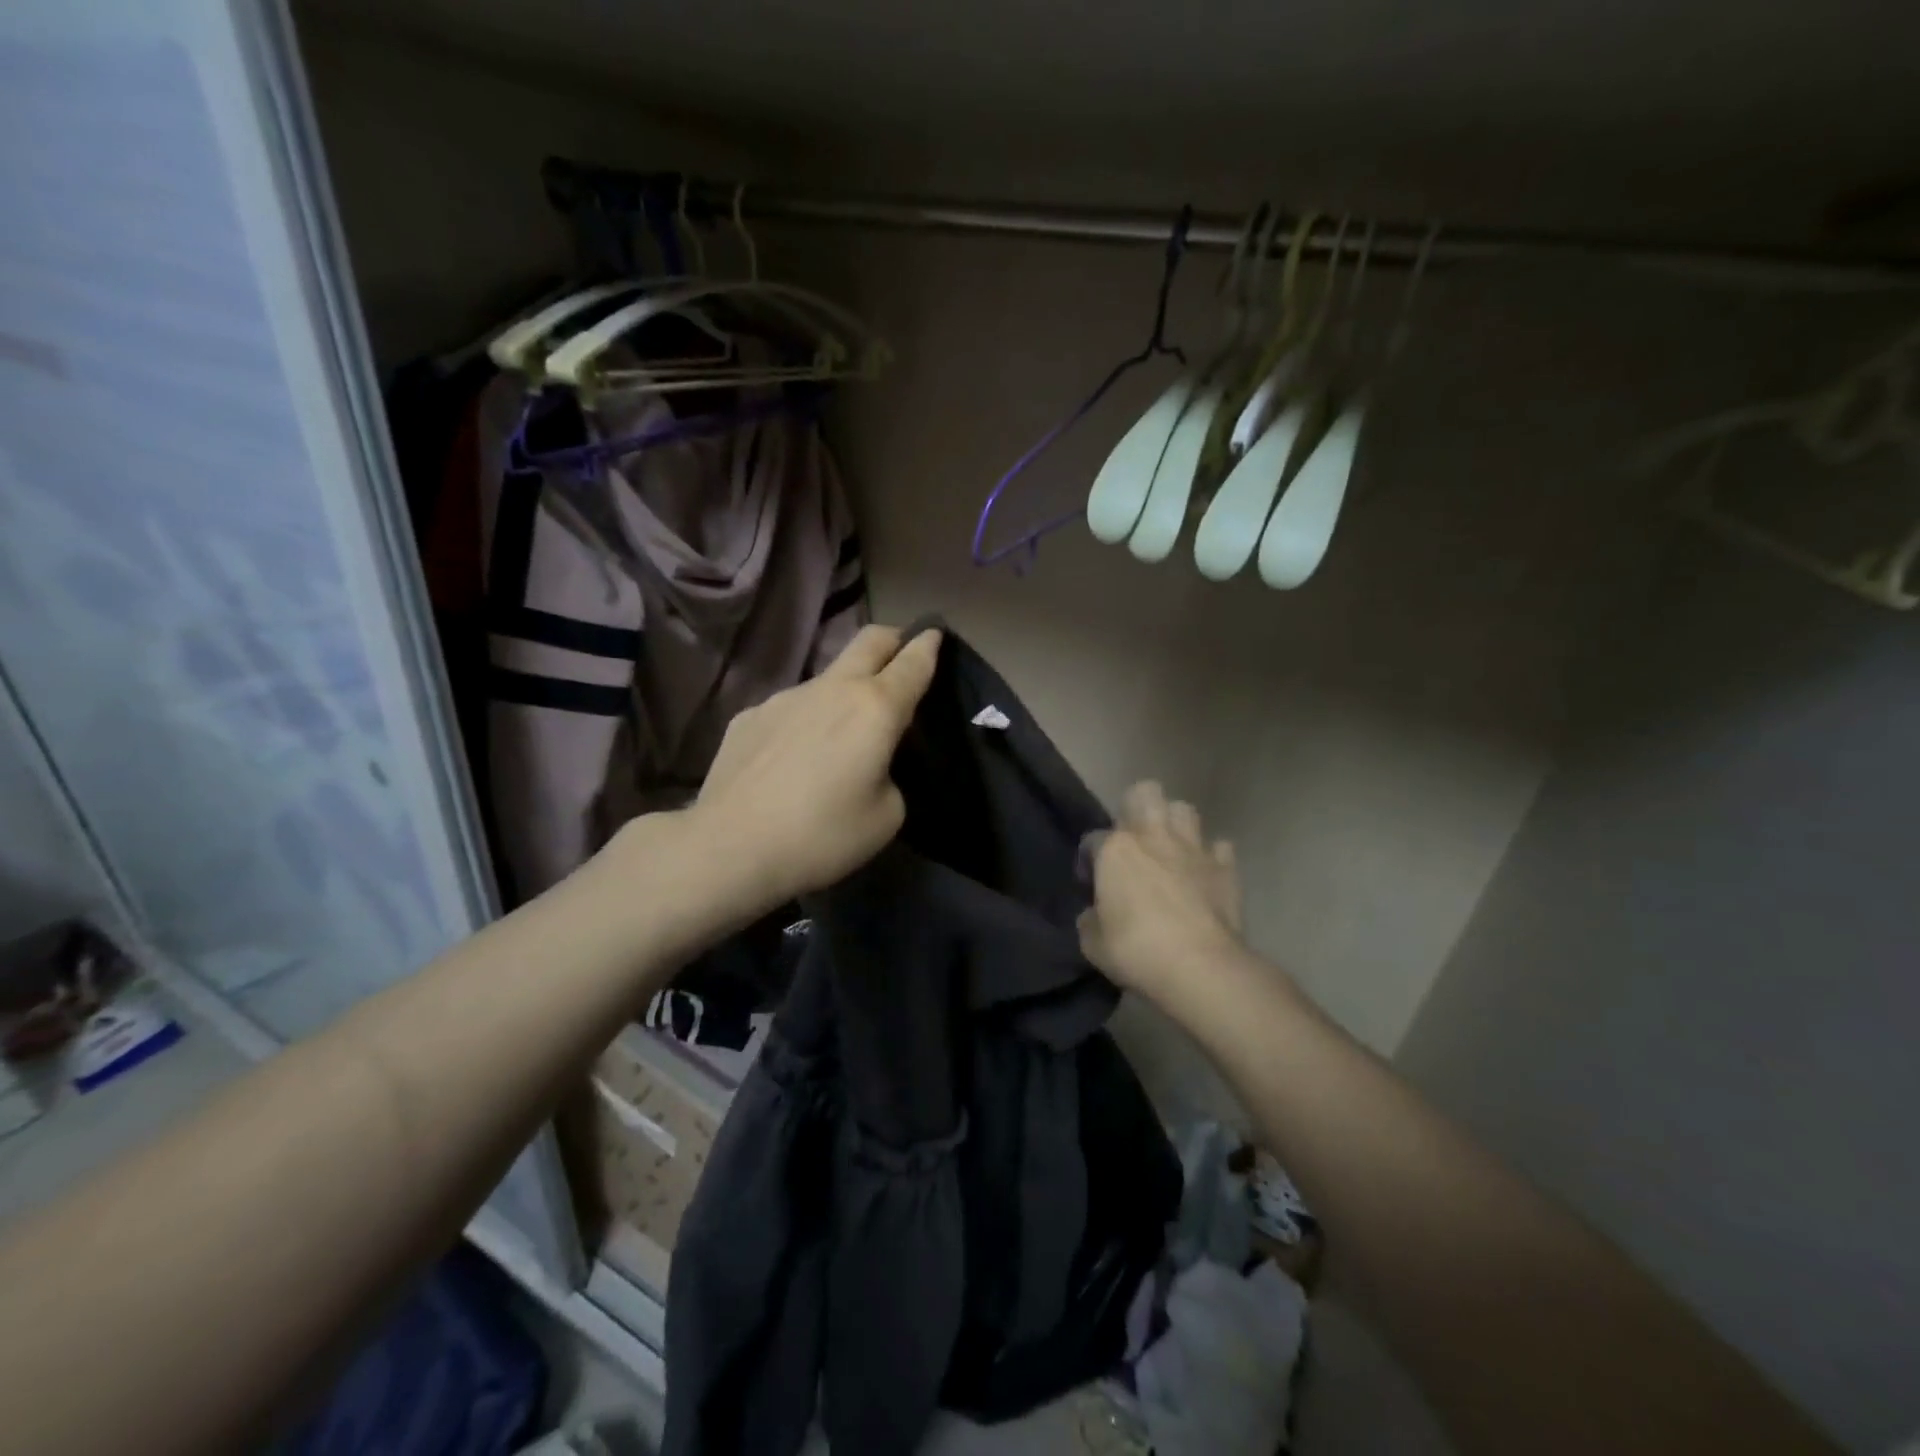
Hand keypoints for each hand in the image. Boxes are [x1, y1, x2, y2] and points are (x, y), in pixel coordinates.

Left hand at [684, 624, 940, 911]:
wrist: (730, 848)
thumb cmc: (822, 835)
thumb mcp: (886, 817)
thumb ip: (890, 777)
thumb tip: (871, 766)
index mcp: (875, 708)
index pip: (913, 661)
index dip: (929, 645)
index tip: (936, 634)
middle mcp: (831, 688)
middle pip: (870, 640)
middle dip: (893, 640)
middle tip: (901, 657)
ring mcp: (784, 698)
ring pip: (827, 678)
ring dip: (845, 692)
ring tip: (839, 737)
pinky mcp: (749, 716)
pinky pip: (791, 709)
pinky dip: (805, 722)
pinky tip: (791, 762)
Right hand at [1078, 782, 1244, 998]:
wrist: (1200, 967)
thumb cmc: (1137, 951)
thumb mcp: (1093, 943)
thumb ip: (1091, 920)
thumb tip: (1095, 914)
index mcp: (1115, 850)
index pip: (1093, 839)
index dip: (1089, 860)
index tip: (1092, 885)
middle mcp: (1153, 837)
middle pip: (1145, 793)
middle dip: (1136, 808)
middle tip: (1133, 841)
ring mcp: (1193, 848)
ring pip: (1184, 810)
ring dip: (1175, 824)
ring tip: (1170, 849)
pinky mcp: (1226, 867)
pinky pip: (1219, 848)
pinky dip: (1211, 857)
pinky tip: (1204, 874)